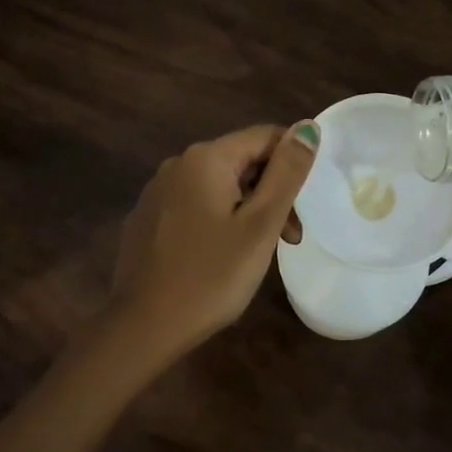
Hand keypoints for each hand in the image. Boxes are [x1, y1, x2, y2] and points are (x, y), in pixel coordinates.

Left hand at [105, 122, 319, 362]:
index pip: (264, 136)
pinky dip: (218, 220)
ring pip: (218, 186)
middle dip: (271, 192)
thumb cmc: (211, 276)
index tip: (303, 209)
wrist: (144, 325)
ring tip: (259, 253)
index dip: (293, 164)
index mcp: (206, 158)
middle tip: (288, 239)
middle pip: (241, 161)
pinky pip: (194, 205)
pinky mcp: (147, 218)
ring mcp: (157, 191)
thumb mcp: (260, 225)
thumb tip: (307, 126)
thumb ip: (286, 173)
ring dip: (247, 209)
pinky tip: (221, 257)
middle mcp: (177, 164)